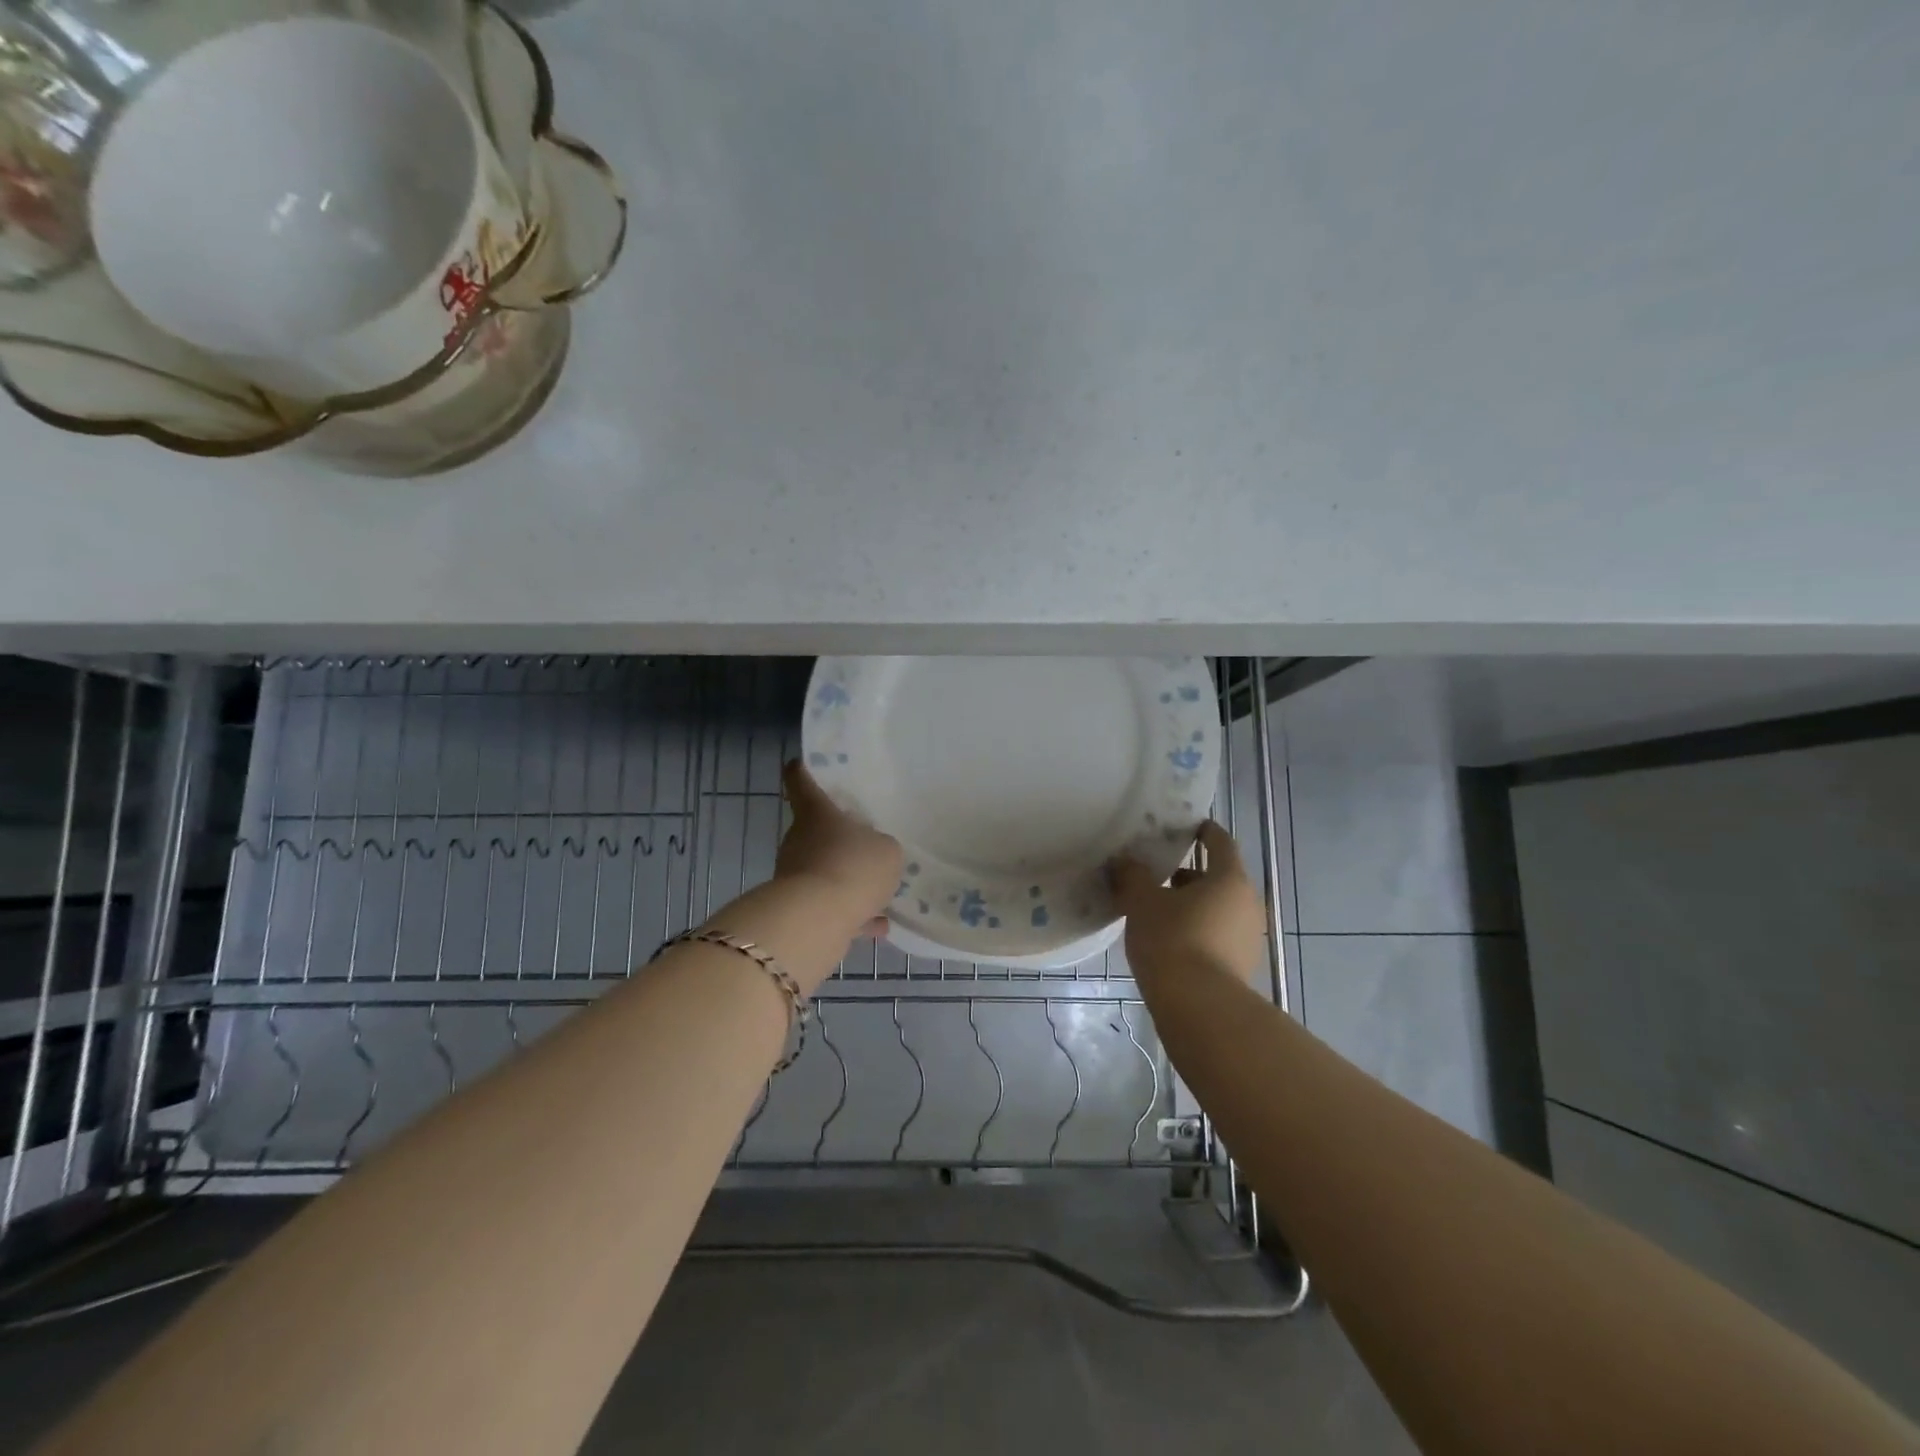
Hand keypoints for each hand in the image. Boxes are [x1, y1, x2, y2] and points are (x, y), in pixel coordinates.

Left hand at [775, 761, 903, 927]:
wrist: (817, 920)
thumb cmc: (853, 867)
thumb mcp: (887, 850)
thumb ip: (882, 847)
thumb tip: (873, 855)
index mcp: (818, 814)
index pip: (801, 783)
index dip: (800, 771)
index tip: (797, 763)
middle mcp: (800, 840)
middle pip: (817, 831)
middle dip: (839, 838)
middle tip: (866, 843)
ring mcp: (796, 875)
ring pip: (826, 870)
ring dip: (849, 880)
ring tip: (880, 893)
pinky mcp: (800, 909)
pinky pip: (831, 905)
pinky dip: (852, 913)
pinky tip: (877, 926)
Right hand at [1110, 821, 1264, 984]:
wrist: (1199, 1008)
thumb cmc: (1172, 940)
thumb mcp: (1141, 902)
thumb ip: (1132, 875)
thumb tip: (1123, 860)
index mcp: (1229, 878)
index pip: (1220, 842)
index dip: (1203, 831)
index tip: (1185, 827)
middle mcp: (1247, 903)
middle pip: (1218, 877)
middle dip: (1188, 875)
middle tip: (1157, 876)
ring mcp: (1249, 937)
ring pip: (1218, 908)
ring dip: (1192, 905)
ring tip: (1157, 912)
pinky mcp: (1242, 965)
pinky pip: (1218, 935)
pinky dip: (1197, 930)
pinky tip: (1170, 942)